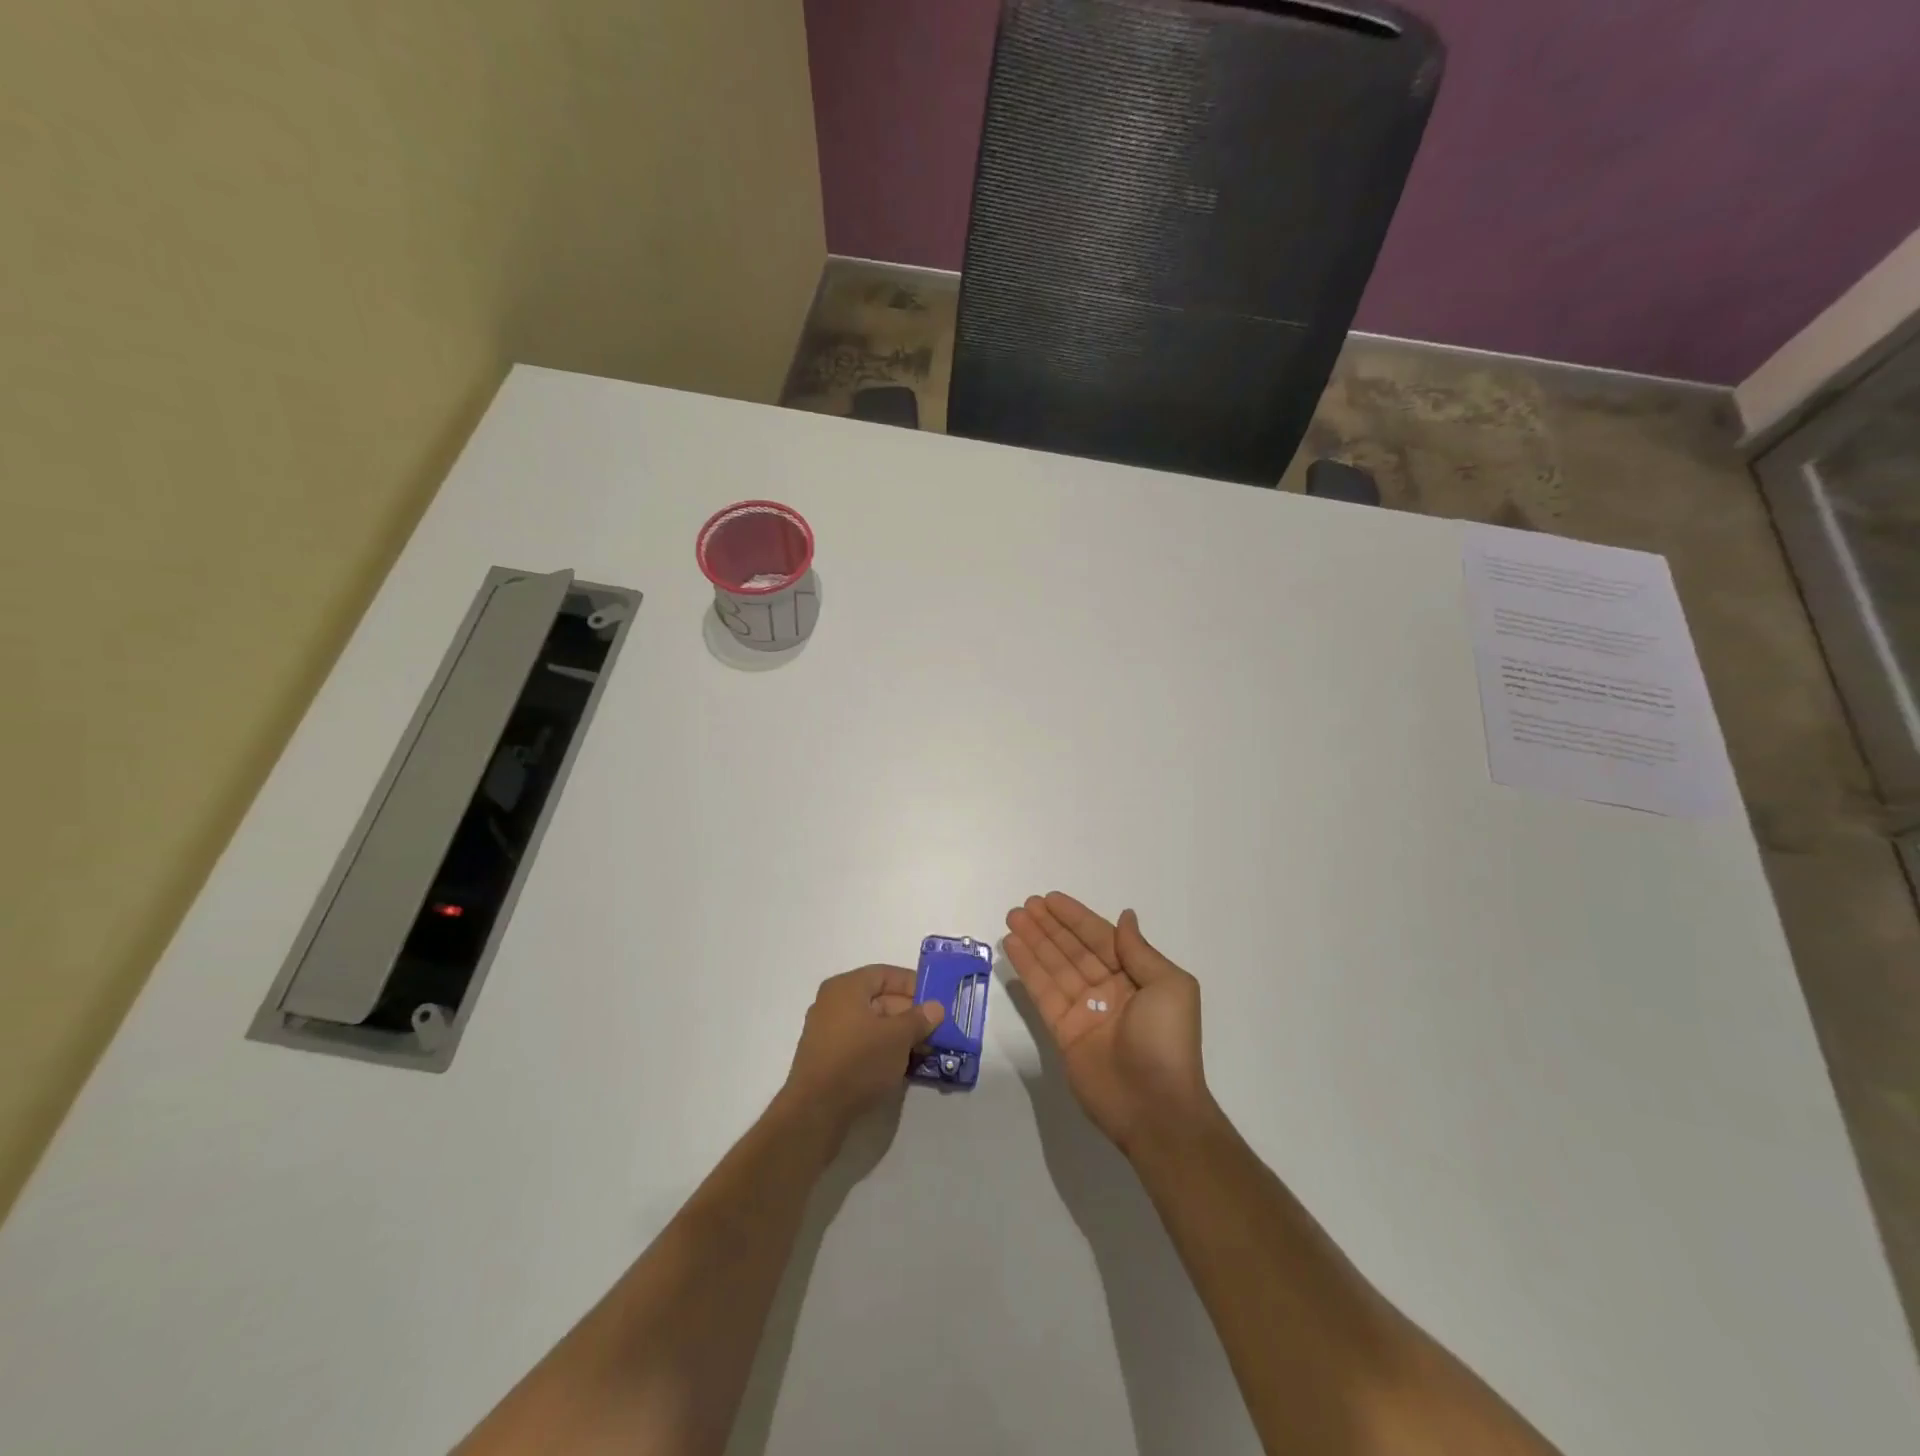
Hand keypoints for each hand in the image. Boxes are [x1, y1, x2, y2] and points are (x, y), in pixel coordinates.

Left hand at [780, 966, 944, 1137]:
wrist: (816, 1112)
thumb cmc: (859, 1061)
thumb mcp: (898, 1037)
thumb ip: (919, 1019)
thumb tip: (936, 1007)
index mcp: (846, 987)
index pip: (885, 974)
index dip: (913, 985)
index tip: (936, 1000)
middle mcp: (833, 1003)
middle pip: (879, 999)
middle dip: (909, 1014)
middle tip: (935, 1029)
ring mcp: (827, 1031)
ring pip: (872, 1024)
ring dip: (899, 1034)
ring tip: (925, 1049)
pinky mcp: (827, 1058)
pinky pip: (861, 1043)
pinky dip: (882, 1049)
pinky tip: (902, 1065)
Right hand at [1005, 893, 1212, 1152]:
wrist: (1156, 1107)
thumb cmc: (1167, 1041)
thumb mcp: (1170, 986)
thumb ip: (1139, 951)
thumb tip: (1125, 917)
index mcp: (1136, 977)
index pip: (1100, 938)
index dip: (1075, 917)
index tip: (1050, 899)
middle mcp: (1108, 990)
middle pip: (1073, 949)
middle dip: (1049, 926)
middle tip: (1024, 904)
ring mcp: (1084, 1011)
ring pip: (1054, 966)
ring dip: (1034, 941)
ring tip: (1013, 917)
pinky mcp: (1063, 1032)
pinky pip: (1043, 992)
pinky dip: (1028, 969)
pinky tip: (1013, 946)